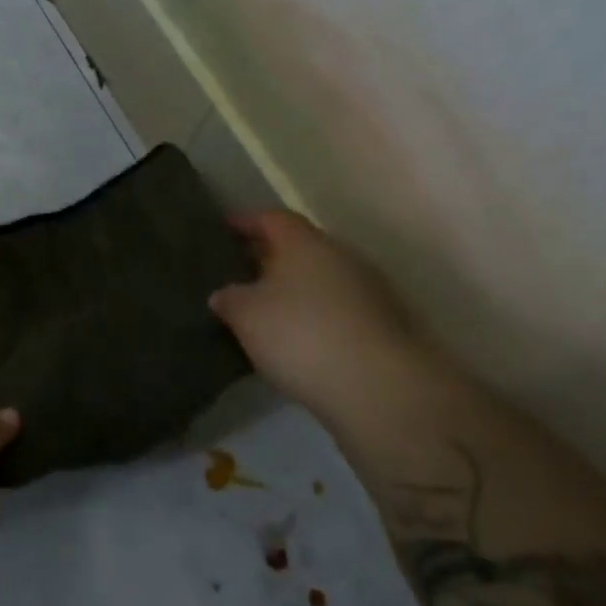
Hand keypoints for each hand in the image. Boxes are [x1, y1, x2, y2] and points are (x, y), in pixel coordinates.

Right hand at [208, 210, 424, 426]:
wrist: (379, 387)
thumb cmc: (301, 335)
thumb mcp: (245, 315)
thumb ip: (229, 298)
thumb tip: (225, 294)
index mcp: (305, 243)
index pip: (272, 218)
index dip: (246, 221)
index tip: (224, 228)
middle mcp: (340, 256)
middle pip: (299, 247)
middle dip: (269, 257)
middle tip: (238, 271)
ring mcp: (367, 290)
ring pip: (320, 278)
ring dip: (293, 288)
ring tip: (263, 308)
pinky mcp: (382, 324)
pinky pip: (336, 307)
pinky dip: (313, 314)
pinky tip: (295, 336)